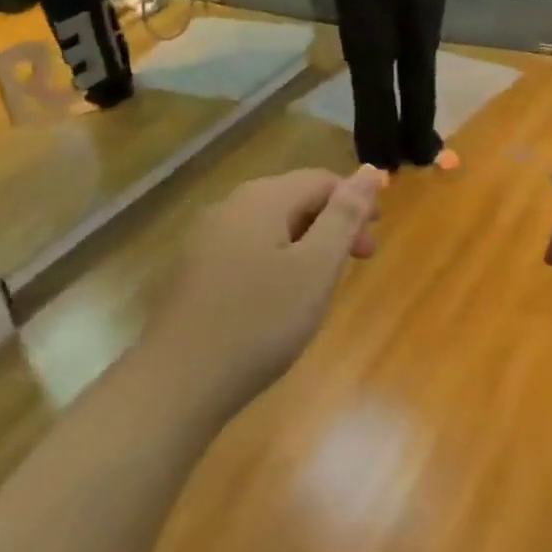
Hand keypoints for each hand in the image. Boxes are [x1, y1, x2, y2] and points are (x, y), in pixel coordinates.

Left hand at [146, 166, 383, 402]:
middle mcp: (230, 206)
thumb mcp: (316, 267)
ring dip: (307, 243)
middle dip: (332, 224)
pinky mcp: (194, 269)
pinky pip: (248, 248)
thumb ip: (345, 215)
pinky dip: (277, 260)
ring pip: (271, 225)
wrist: (177, 382)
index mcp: (262, 198)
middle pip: (294, 198)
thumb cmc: (260, 321)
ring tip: (323, 283)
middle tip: (359, 263)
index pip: (321, 180)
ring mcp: (206, 238)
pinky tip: (280, 297)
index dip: (355, 202)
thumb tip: (371, 170)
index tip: (373, 242)